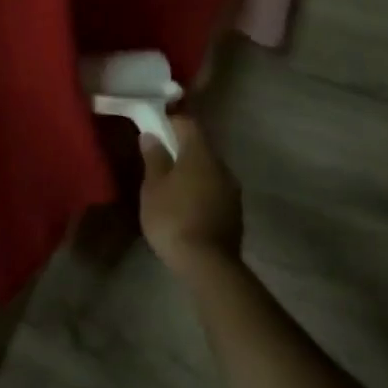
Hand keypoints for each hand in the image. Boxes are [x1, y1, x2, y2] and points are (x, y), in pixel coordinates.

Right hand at [139, 116, 244, 277]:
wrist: (207, 264)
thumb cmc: (173, 218)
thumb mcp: (153, 187)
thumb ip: (154, 158)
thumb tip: (151, 135)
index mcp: (200, 154)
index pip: (188, 123)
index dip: (170, 122)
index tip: (153, 129)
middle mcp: (221, 166)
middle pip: (200, 147)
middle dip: (180, 149)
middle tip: (158, 160)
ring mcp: (232, 190)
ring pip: (209, 170)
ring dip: (191, 172)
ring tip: (170, 186)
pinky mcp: (235, 212)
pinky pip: (214, 190)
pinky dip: (200, 191)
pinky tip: (186, 206)